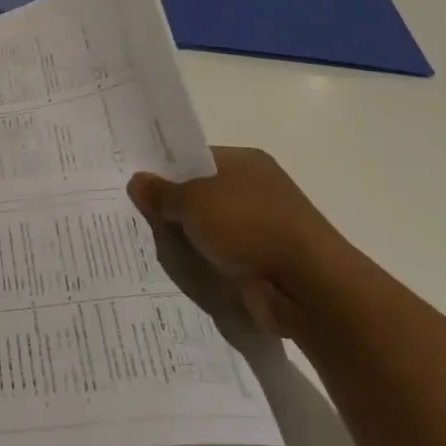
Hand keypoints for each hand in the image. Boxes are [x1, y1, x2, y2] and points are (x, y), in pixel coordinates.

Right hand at [128, 147, 351, 339]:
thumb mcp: (192, 202)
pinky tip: (183, 272)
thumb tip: (137, 181)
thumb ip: (162, 193)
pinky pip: (224, 258)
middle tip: (138, 219)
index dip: (166, 171)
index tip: (138, 187)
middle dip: (173, 209)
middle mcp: (258, 189)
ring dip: (190, 241)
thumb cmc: (249, 227)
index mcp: (246, 162)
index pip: (196, 159)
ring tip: (154, 248)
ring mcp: (265, 227)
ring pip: (211, 230)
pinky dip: (207, 265)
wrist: (308, 286)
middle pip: (202, 195)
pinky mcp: (268, 262)